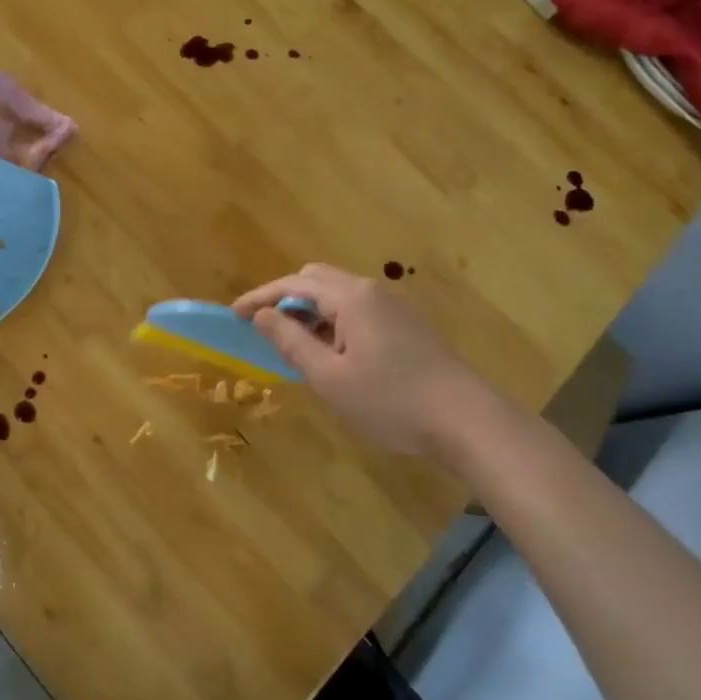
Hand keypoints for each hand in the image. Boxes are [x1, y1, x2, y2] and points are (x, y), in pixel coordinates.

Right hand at [233, 264, 507, 463]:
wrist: (466, 420)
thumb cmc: (390, 401)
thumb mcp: (330, 377)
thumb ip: (292, 341)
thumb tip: (262, 315)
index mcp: (351, 298)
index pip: (294, 284)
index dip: (260, 297)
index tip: (234, 314)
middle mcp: (372, 290)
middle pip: (317, 279)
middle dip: (285, 298)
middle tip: (265, 328)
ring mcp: (394, 305)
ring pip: (339, 294)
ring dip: (311, 311)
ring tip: (295, 345)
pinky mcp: (407, 324)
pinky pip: (358, 309)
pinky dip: (334, 320)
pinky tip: (333, 352)